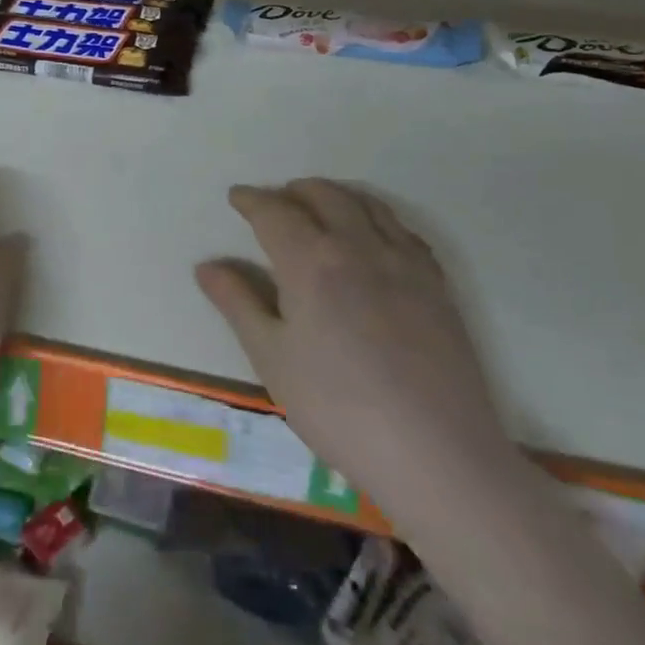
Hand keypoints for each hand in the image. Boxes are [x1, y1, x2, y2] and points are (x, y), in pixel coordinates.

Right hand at [194, 179, 516, 523]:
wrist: (436, 453)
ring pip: (368, 206)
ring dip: (337, 196)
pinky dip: (378, 218)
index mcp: (311, 261)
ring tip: (320, 205)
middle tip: (276, 200)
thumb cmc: (337, 407)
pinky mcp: (438, 286)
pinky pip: (403, 230)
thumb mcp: (271, 358)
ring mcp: (405, 263)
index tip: (237, 197)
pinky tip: (374, 236)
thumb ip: (238, 303)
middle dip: (295, 191)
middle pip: (325, 197)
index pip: (274, 212)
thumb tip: (207, 266)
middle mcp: (359, 247)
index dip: (252, 200)